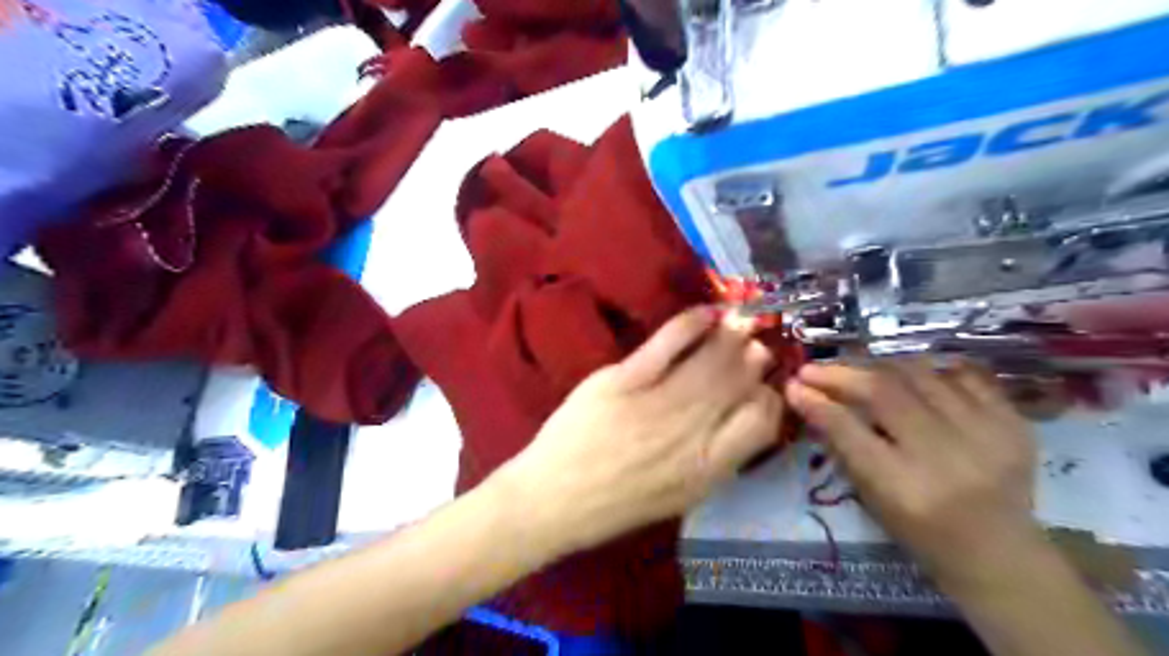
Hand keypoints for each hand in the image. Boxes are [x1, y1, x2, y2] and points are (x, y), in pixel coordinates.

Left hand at [497, 307, 777, 557]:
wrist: (551, 500)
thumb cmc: (615, 504)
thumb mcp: (677, 496)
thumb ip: (712, 459)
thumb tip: (736, 415)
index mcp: (707, 469)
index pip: (762, 422)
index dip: (768, 397)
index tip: (759, 386)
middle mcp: (691, 434)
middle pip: (738, 382)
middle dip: (751, 357)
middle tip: (752, 343)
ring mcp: (656, 403)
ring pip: (710, 358)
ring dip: (729, 335)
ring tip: (735, 323)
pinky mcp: (622, 381)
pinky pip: (668, 342)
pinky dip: (692, 322)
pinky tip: (705, 313)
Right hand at [783, 358, 1040, 588]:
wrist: (1001, 553)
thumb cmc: (921, 532)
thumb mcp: (870, 497)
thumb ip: (839, 444)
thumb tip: (805, 397)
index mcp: (905, 488)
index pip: (849, 430)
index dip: (817, 401)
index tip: (793, 384)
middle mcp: (946, 456)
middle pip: (885, 392)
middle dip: (841, 373)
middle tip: (814, 368)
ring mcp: (987, 434)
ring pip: (919, 374)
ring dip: (878, 365)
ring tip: (857, 368)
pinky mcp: (1013, 422)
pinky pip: (963, 373)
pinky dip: (929, 369)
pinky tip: (909, 375)